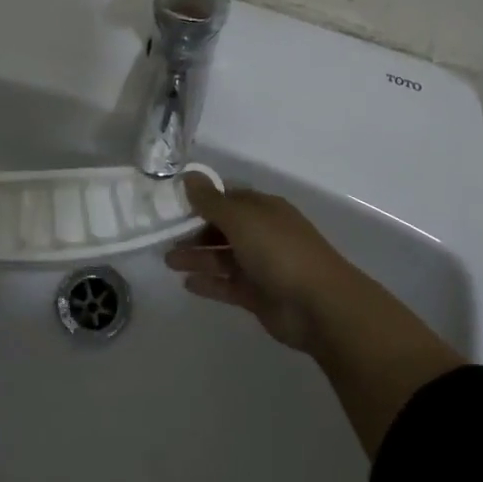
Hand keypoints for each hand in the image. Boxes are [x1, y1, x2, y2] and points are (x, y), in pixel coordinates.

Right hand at [164, 178, 359, 351]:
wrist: (319, 305)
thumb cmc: (279, 251)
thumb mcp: (241, 219)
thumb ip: (211, 201)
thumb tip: (188, 176)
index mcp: (263, 209)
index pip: (228, 199)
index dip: (202, 200)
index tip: (173, 204)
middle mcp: (262, 234)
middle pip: (223, 229)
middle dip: (195, 231)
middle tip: (164, 237)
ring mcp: (261, 266)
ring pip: (222, 257)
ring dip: (197, 257)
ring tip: (168, 261)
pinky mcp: (258, 296)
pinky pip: (227, 285)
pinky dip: (209, 283)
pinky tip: (186, 284)